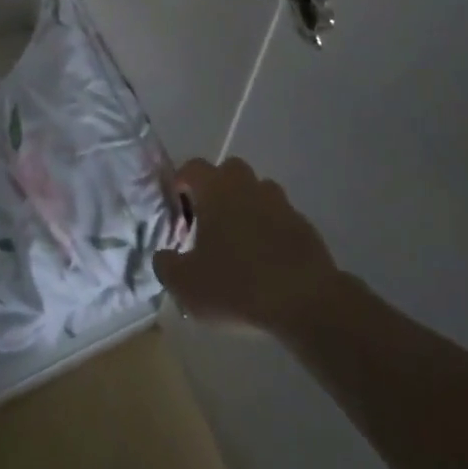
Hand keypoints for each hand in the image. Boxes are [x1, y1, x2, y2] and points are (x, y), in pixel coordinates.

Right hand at [153, 157, 341, 334]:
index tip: (177, 208)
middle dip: (216, 191)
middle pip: (228, 172)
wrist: (304, 301)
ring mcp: (280, 202)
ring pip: (256, 193)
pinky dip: (270, 232)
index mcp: (216, 189)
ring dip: (245, 209)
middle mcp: (247, 185)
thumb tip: (163, 256)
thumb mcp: (187, 285)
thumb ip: (166, 266)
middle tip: (207, 224)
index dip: (181, 183)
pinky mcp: (303, 225)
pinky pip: (279, 219)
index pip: (192, 167)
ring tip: (238, 245)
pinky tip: (266, 263)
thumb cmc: (237, 285)